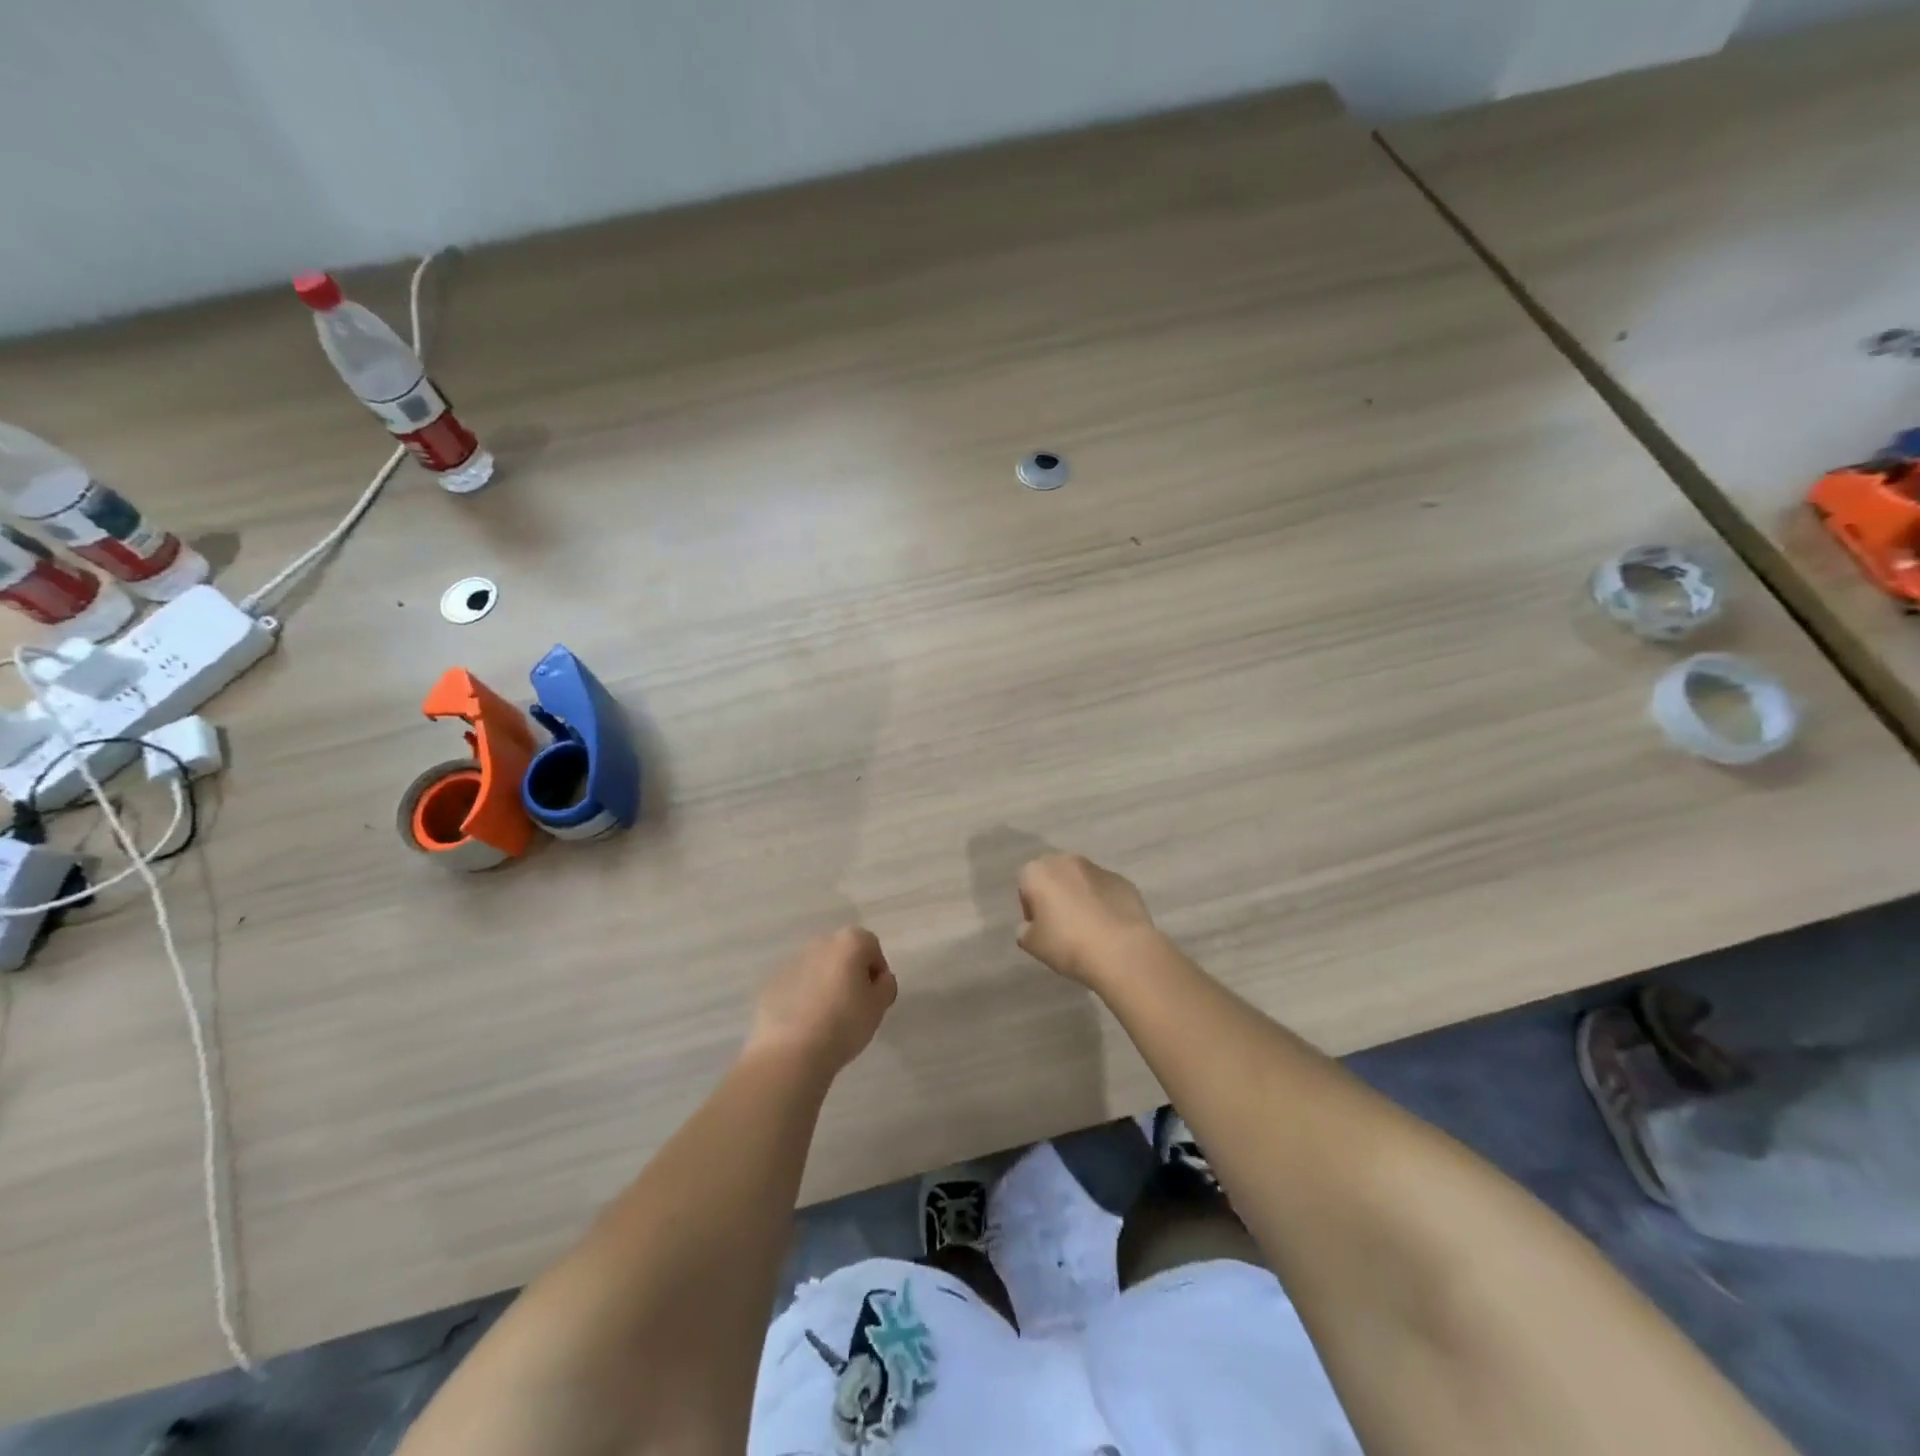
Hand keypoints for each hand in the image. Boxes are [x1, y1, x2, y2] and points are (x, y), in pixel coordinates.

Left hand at [748, 926, 896, 1074]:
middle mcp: (820, 943)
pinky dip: (803, 998)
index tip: (875, 997)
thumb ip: (885, 986)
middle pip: (842, 954)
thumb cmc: (844, 1023)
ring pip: (818, 969)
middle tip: (854, 1007)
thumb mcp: (879, 1006)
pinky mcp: (772, 983)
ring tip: (827, 1020)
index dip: (877, 972)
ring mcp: (792, 962)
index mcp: (849, 942)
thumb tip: (879, 979)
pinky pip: (796, 986)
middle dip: (850, 974)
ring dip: (826, 985)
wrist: (790, 1051)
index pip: (871, 947)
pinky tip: (805, 1025)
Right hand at [1016, 853, 1156, 986]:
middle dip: (1055, 894)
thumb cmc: (1068, 944)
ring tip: (1088, 927)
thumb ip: (1025, 930)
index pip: (1026, 884)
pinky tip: (1109, 927)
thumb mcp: (1032, 945)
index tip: (1039, 927)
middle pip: (1054, 875)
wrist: (1121, 950)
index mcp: (1039, 872)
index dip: (1030, 907)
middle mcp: (1067, 861)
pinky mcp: (1124, 881)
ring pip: (1081, 880)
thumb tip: (1032, 925)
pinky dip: (1103, 902)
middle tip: (1061, 925)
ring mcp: (1099, 868)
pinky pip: (1105, 890)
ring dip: (1080, 896)